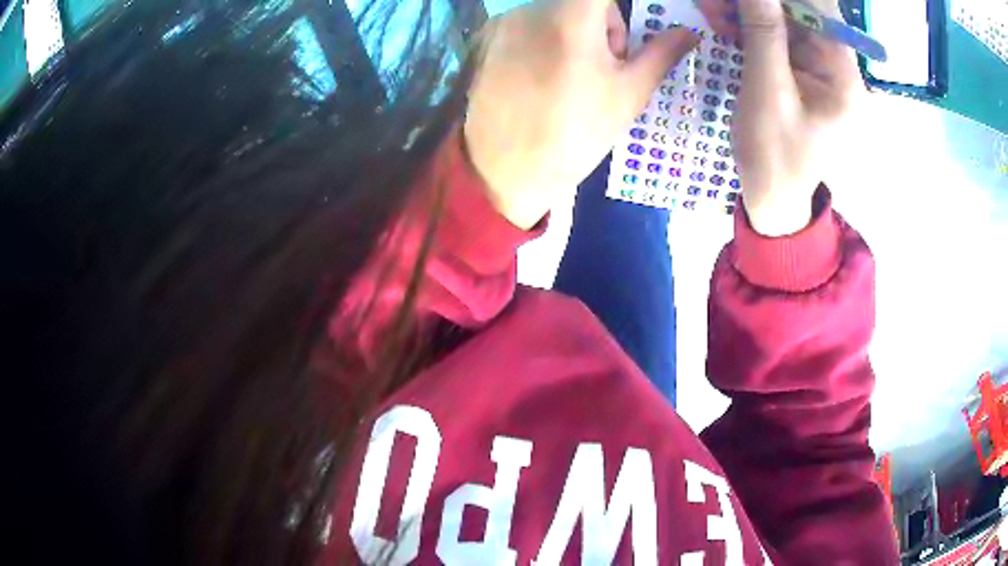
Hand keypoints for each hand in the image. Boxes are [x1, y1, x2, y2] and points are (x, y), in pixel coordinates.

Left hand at [464, 0, 698, 228]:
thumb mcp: (628, 95)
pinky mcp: (486, 39)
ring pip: (555, 11)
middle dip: (604, 25)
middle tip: (606, 67)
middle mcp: (531, 9)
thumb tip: (687, 32)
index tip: (627, 42)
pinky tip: (542, 79)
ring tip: (573, 77)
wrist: (504, 172)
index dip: (621, 14)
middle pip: (582, 1)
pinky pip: (529, 25)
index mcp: (571, 17)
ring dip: (575, 32)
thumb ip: (660, 54)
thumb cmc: (575, 134)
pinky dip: (546, 40)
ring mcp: (504, 23)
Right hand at [700, 0, 861, 235]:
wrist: (773, 197)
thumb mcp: (767, 92)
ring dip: (750, 13)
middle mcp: (838, 68)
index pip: (822, 13)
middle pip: (802, 15)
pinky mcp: (803, 75)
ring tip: (714, 10)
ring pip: (786, 23)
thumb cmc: (775, 154)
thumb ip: (764, 35)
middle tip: (719, 3)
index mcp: (844, 77)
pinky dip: (751, 28)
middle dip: (760, 4)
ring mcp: (820, 72)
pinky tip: (725, 23)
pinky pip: (778, 39)